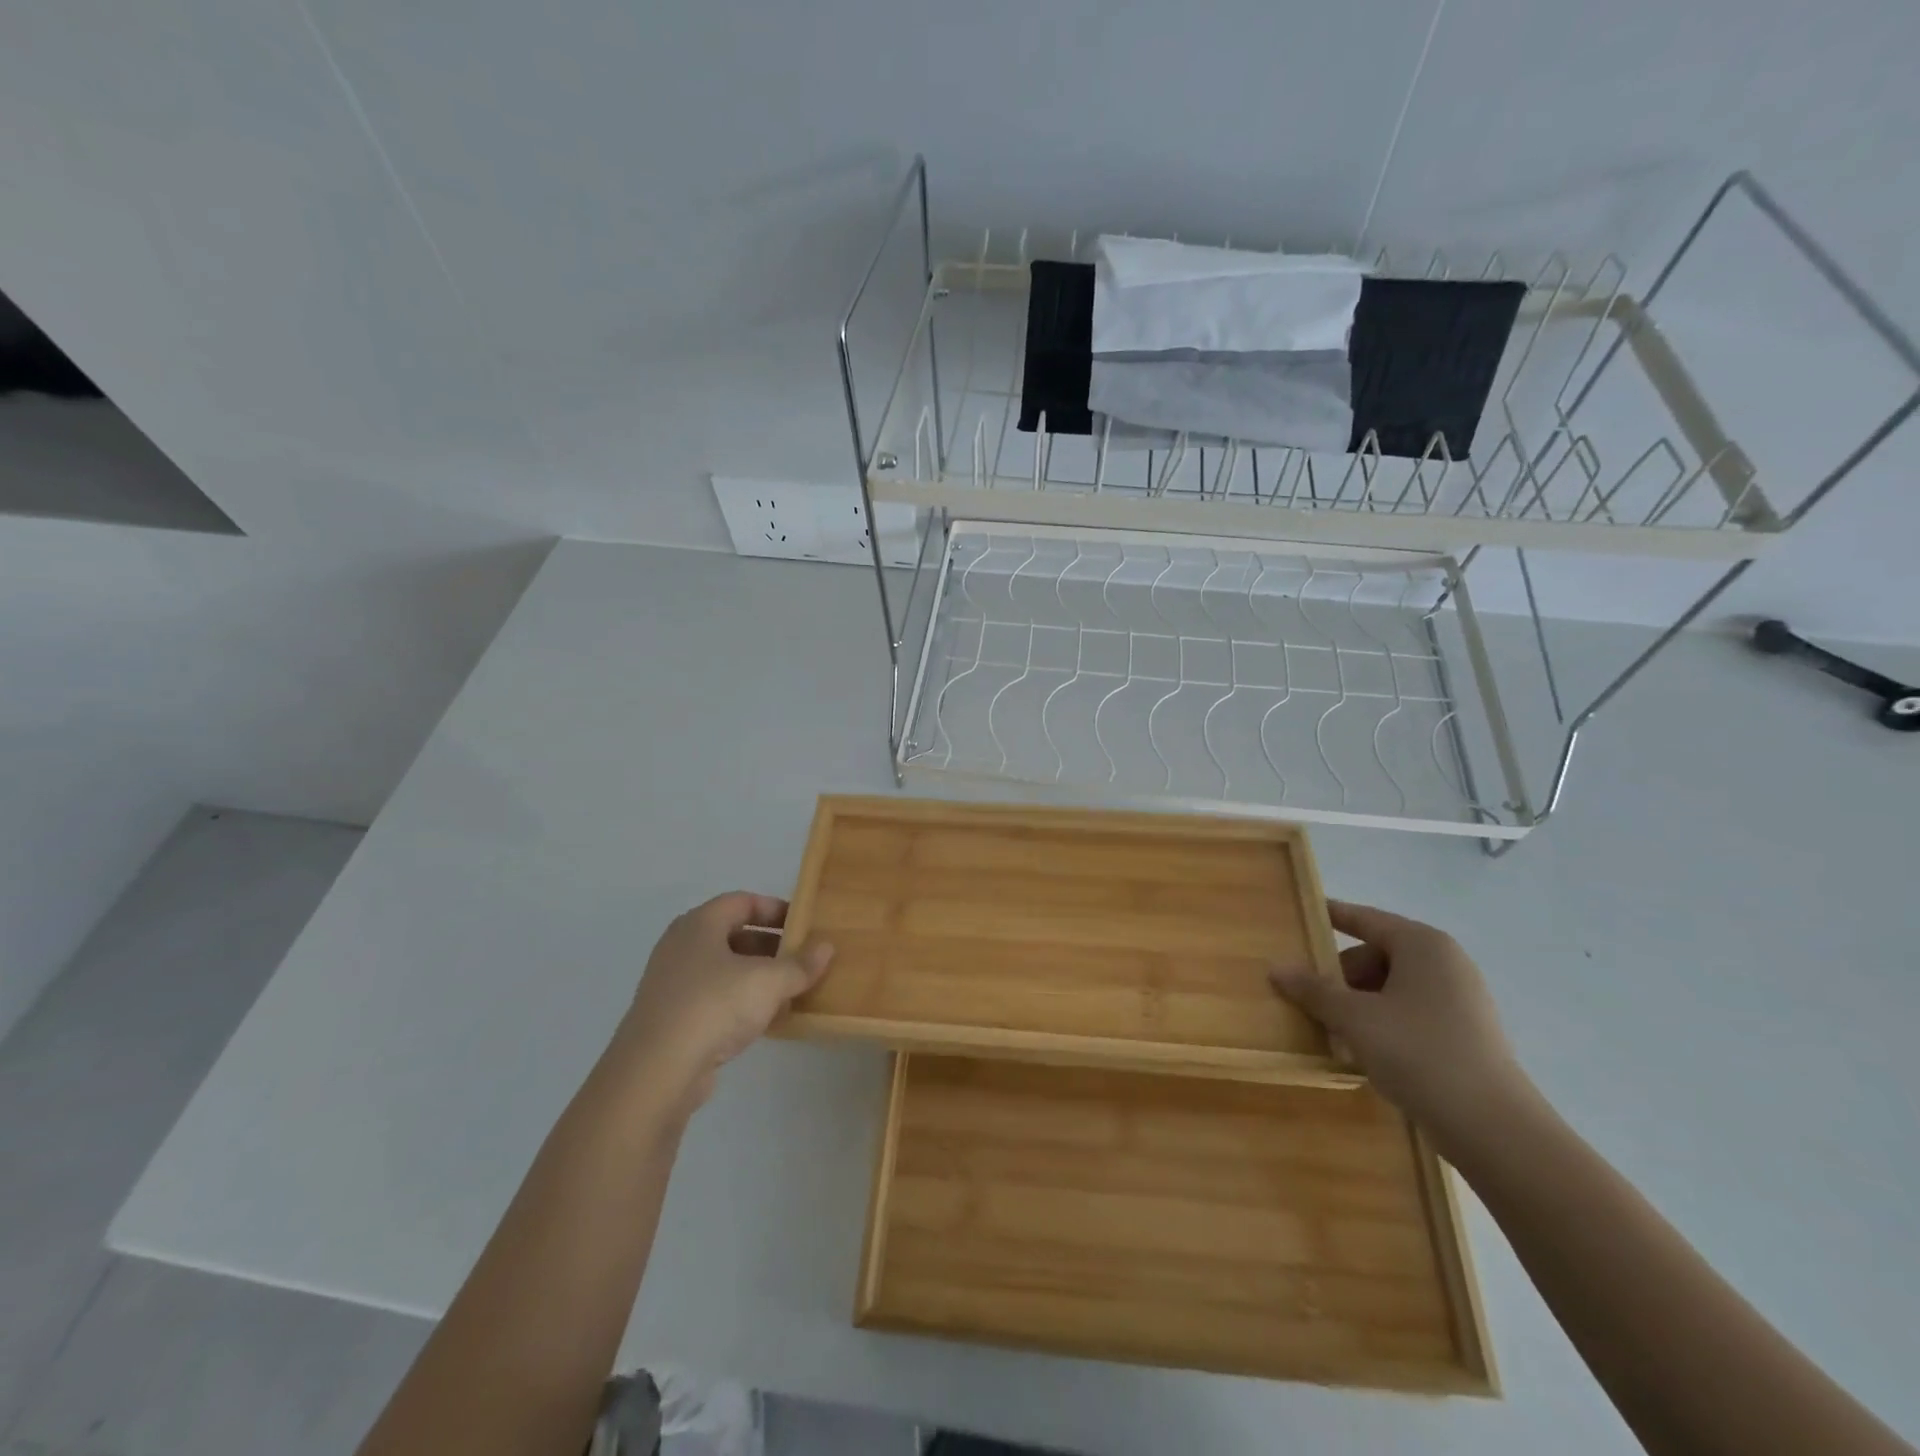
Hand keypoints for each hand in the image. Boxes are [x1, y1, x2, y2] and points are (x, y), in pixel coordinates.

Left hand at [616, 892, 833, 1106]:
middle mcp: (681, 946)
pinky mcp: (671, 1018)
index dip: (775, 909)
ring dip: (757, 978)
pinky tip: (765, 1021)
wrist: (656, 1071)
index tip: (803, 925)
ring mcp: (672, 984)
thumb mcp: (768, 981)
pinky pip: (713, 999)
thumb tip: (827, 947)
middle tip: (801, 959)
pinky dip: (740, 1003)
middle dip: (770, 946)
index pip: (742, 902)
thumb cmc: (714, 1006)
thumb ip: (800, 964)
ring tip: (790, 991)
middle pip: (733, 935)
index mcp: (699, 924)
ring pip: (724, 970)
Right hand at [1270, 900, 1534, 1150]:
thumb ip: (1313, 989)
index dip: (1331, 915)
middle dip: (1340, 977)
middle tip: (1309, 999)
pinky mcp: (1466, 1035)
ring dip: (1358, 1004)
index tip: (1303, 913)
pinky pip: (1411, 1014)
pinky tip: (1363, 1051)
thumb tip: (1276, 967)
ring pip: (1392, 988)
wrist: (1493, 1128)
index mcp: (1422, 945)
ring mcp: (1461, 1000)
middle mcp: (1445, 963)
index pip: (1365, 918)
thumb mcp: (1354, 1018)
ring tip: (1332, 1031)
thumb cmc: (1418, 1052)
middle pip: (1376, 956)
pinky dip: (1383, 1023)